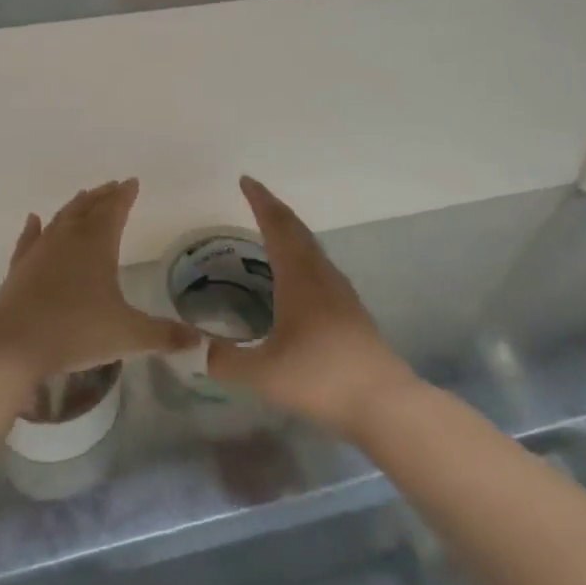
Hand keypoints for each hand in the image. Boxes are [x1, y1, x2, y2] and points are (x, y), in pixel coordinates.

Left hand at [0, 179, 197, 381]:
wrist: (13, 344)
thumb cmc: (76, 331)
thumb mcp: (128, 335)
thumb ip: (164, 336)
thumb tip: (199, 341)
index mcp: (97, 244)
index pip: (114, 210)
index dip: (125, 196)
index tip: (132, 182)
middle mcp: (68, 239)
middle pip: (87, 208)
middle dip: (102, 196)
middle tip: (113, 186)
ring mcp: (40, 251)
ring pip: (61, 219)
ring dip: (74, 206)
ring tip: (83, 197)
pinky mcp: (20, 268)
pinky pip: (29, 240)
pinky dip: (33, 228)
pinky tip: (34, 220)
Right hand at [208, 176, 416, 435]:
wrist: (384, 403)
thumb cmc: (321, 379)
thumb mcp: (263, 375)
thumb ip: (226, 362)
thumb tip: (201, 351)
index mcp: (299, 277)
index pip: (277, 226)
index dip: (260, 201)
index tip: (246, 180)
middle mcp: (321, 276)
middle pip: (297, 231)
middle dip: (275, 210)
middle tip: (255, 197)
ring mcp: (341, 293)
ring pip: (312, 248)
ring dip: (291, 232)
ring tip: (271, 232)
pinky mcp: (351, 311)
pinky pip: (319, 267)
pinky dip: (301, 255)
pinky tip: (296, 277)